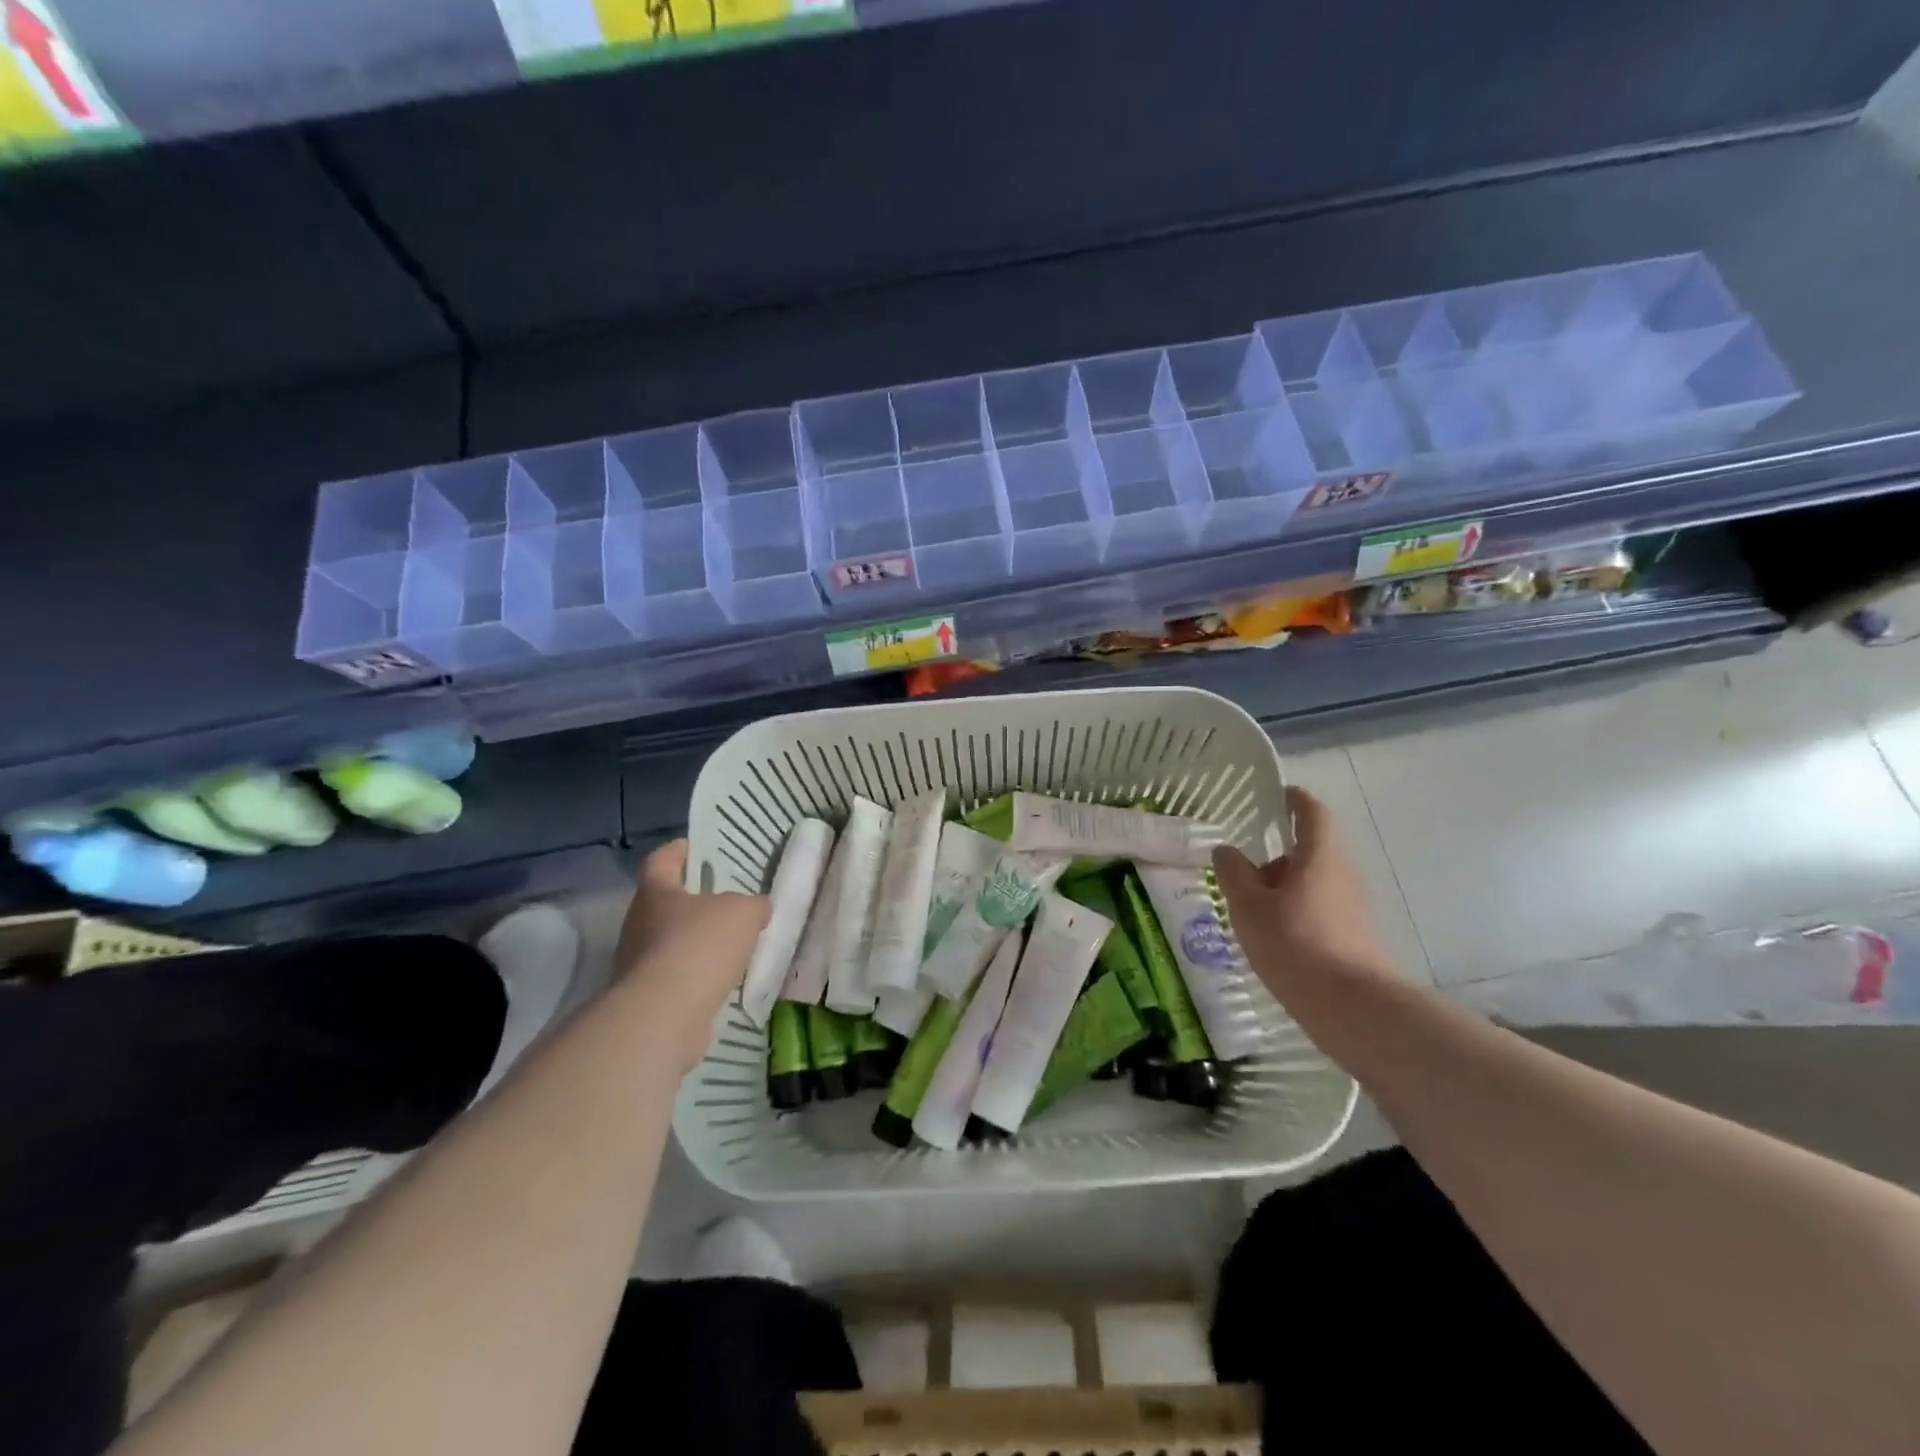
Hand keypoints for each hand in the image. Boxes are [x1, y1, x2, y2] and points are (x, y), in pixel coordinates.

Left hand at [614, 840, 768, 1070]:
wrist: (666, 1016)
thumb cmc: (700, 946)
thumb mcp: (743, 912)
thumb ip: (752, 905)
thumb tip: (757, 909)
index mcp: (656, 893)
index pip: (661, 860)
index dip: (678, 851)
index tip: (697, 848)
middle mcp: (640, 924)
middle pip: (666, 903)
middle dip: (695, 901)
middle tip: (728, 899)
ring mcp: (639, 963)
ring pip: (672, 942)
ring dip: (698, 942)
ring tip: (734, 943)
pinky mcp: (648, 998)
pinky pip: (678, 976)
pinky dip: (699, 975)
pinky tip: (726, 980)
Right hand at [1212, 786, 1395, 1012]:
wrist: (1351, 1007)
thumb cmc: (1294, 943)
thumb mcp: (1248, 906)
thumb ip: (1233, 873)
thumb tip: (1226, 850)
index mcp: (1319, 856)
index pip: (1312, 813)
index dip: (1295, 799)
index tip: (1277, 794)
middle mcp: (1342, 874)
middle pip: (1310, 851)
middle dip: (1277, 856)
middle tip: (1242, 870)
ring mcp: (1352, 907)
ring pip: (1313, 882)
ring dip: (1283, 887)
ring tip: (1250, 910)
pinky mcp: (1353, 935)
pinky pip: (1319, 909)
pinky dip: (1294, 912)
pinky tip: (1271, 937)